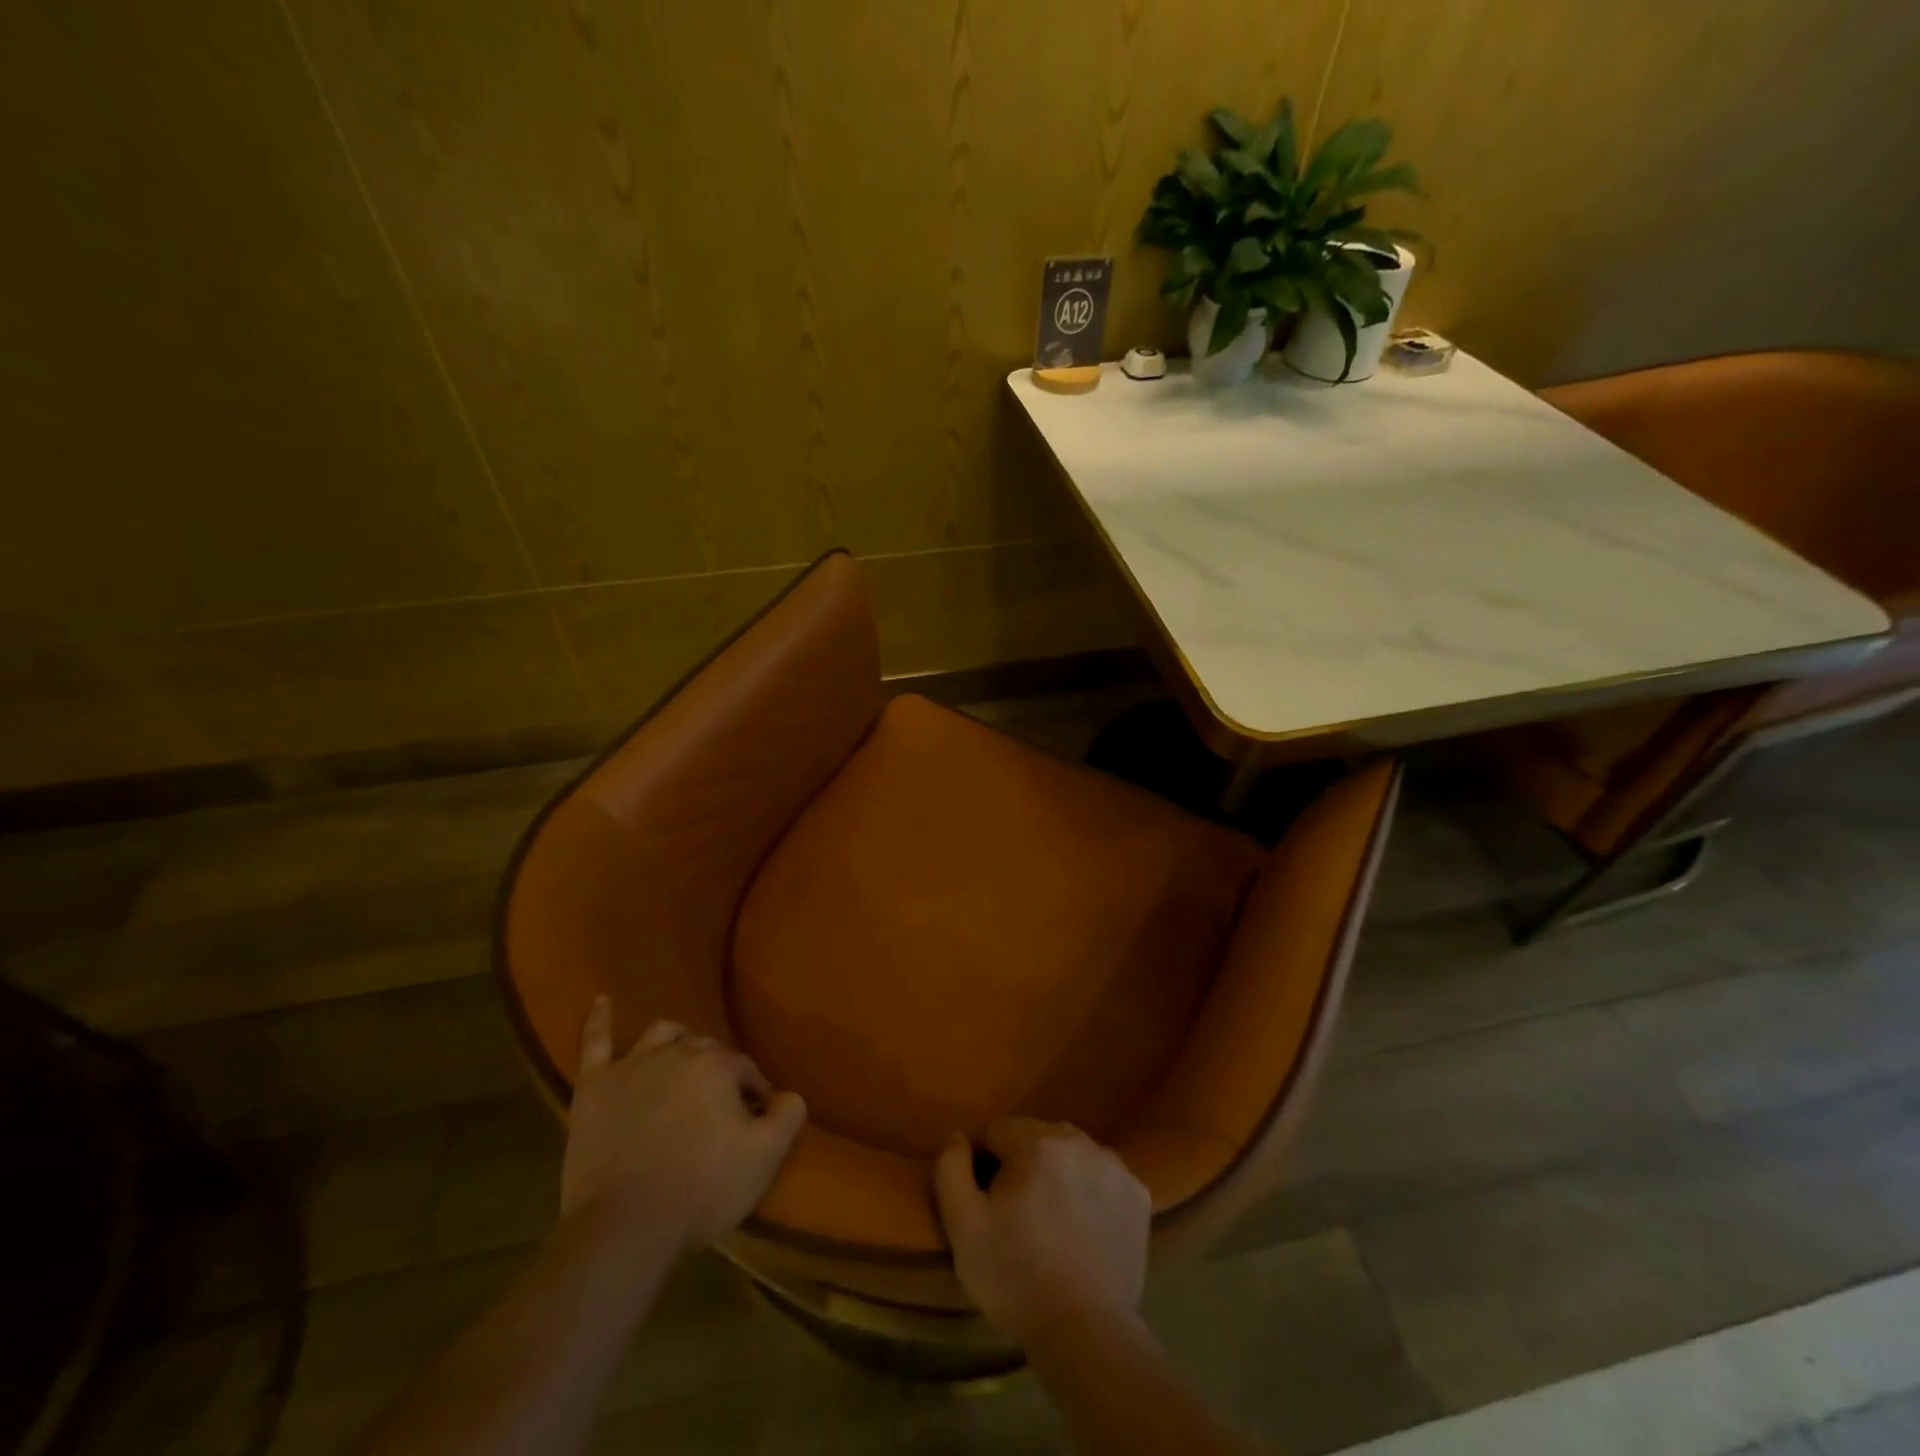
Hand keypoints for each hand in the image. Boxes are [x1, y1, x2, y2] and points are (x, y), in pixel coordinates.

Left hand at [560, 999, 806, 1252]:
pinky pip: (594, 1042)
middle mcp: (677, 1053)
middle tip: (720, 1107)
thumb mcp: (764, 1157)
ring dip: (677, 1042)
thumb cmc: (701, 1190)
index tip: (755, 1119)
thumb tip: (789, 1094)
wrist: (624, 1228)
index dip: (753, 1093)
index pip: (745, 1069)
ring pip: (661, 1035)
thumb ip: (788, 1115)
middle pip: (705, 1050)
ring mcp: (631, 1066)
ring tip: (682, 1060)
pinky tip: (602, 1000)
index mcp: (718, 1066)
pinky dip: (599, 1019)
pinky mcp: (593, 1087)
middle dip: (718, 1071)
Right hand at [933, 1117, 1150, 1345]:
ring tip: (1052, 1221)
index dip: (986, 1165)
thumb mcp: (964, 1227)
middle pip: (1035, 1135)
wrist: (1086, 1334)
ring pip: (1071, 1152)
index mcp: (1036, 1142)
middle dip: (1022, 1163)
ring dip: (1057, 1172)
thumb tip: (959, 1138)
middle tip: (1019, 1214)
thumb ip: (951, 1170)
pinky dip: (1090, 1190)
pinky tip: (1084, 1227)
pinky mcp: (1138, 1195)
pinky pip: (1102, 1176)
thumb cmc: (1017, 1278)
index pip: (997, 1131)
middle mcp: (1079, 1141)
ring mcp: (1114, 1166)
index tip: (989, 1203)